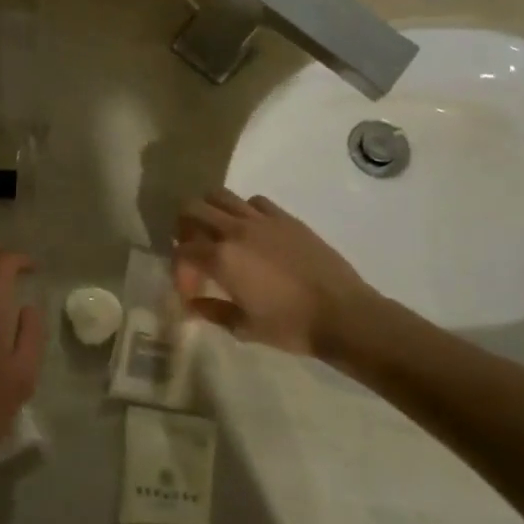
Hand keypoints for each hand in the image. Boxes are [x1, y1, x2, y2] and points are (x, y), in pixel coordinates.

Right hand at [174, 188, 393, 357]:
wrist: (344, 314)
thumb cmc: (291, 326)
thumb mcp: (244, 327)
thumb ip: (212, 311)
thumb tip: (192, 305)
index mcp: (222, 258)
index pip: (183, 250)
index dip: (180, 271)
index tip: (191, 292)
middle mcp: (236, 230)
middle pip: (192, 208)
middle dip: (184, 229)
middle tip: (194, 251)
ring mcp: (262, 220)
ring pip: (220, 196)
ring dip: (210, 212)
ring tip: (218, 235)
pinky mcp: (286, 218)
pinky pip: (254, 202)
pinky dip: (243, 211)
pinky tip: (252, 234)